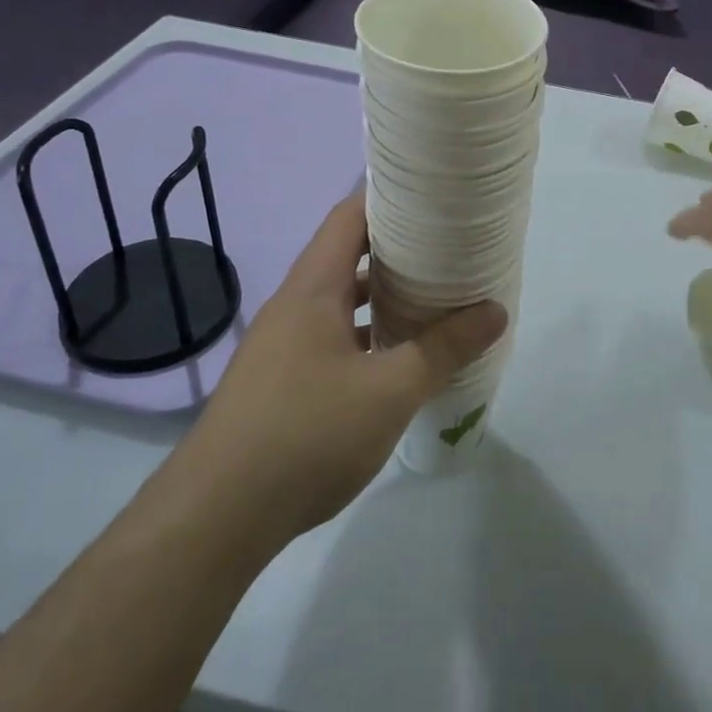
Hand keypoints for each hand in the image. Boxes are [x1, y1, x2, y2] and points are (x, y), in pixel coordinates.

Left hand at [183, 193, 505, 545]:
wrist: (216, 517)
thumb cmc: (306, 435)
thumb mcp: (389, 390)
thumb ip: (444, 348)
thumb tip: (495, 311)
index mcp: (313, 288)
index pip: (349, 217)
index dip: (389, 196)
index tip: (434, 194)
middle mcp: (294, 305)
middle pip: (347, 255)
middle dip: (396, 247)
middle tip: (448, 244)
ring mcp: (284, 344)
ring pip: (340, 300)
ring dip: (382, 294)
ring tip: (432, 294)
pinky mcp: (282, 380)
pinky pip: (332, 336)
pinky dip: (367, 333)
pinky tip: (396, 357)